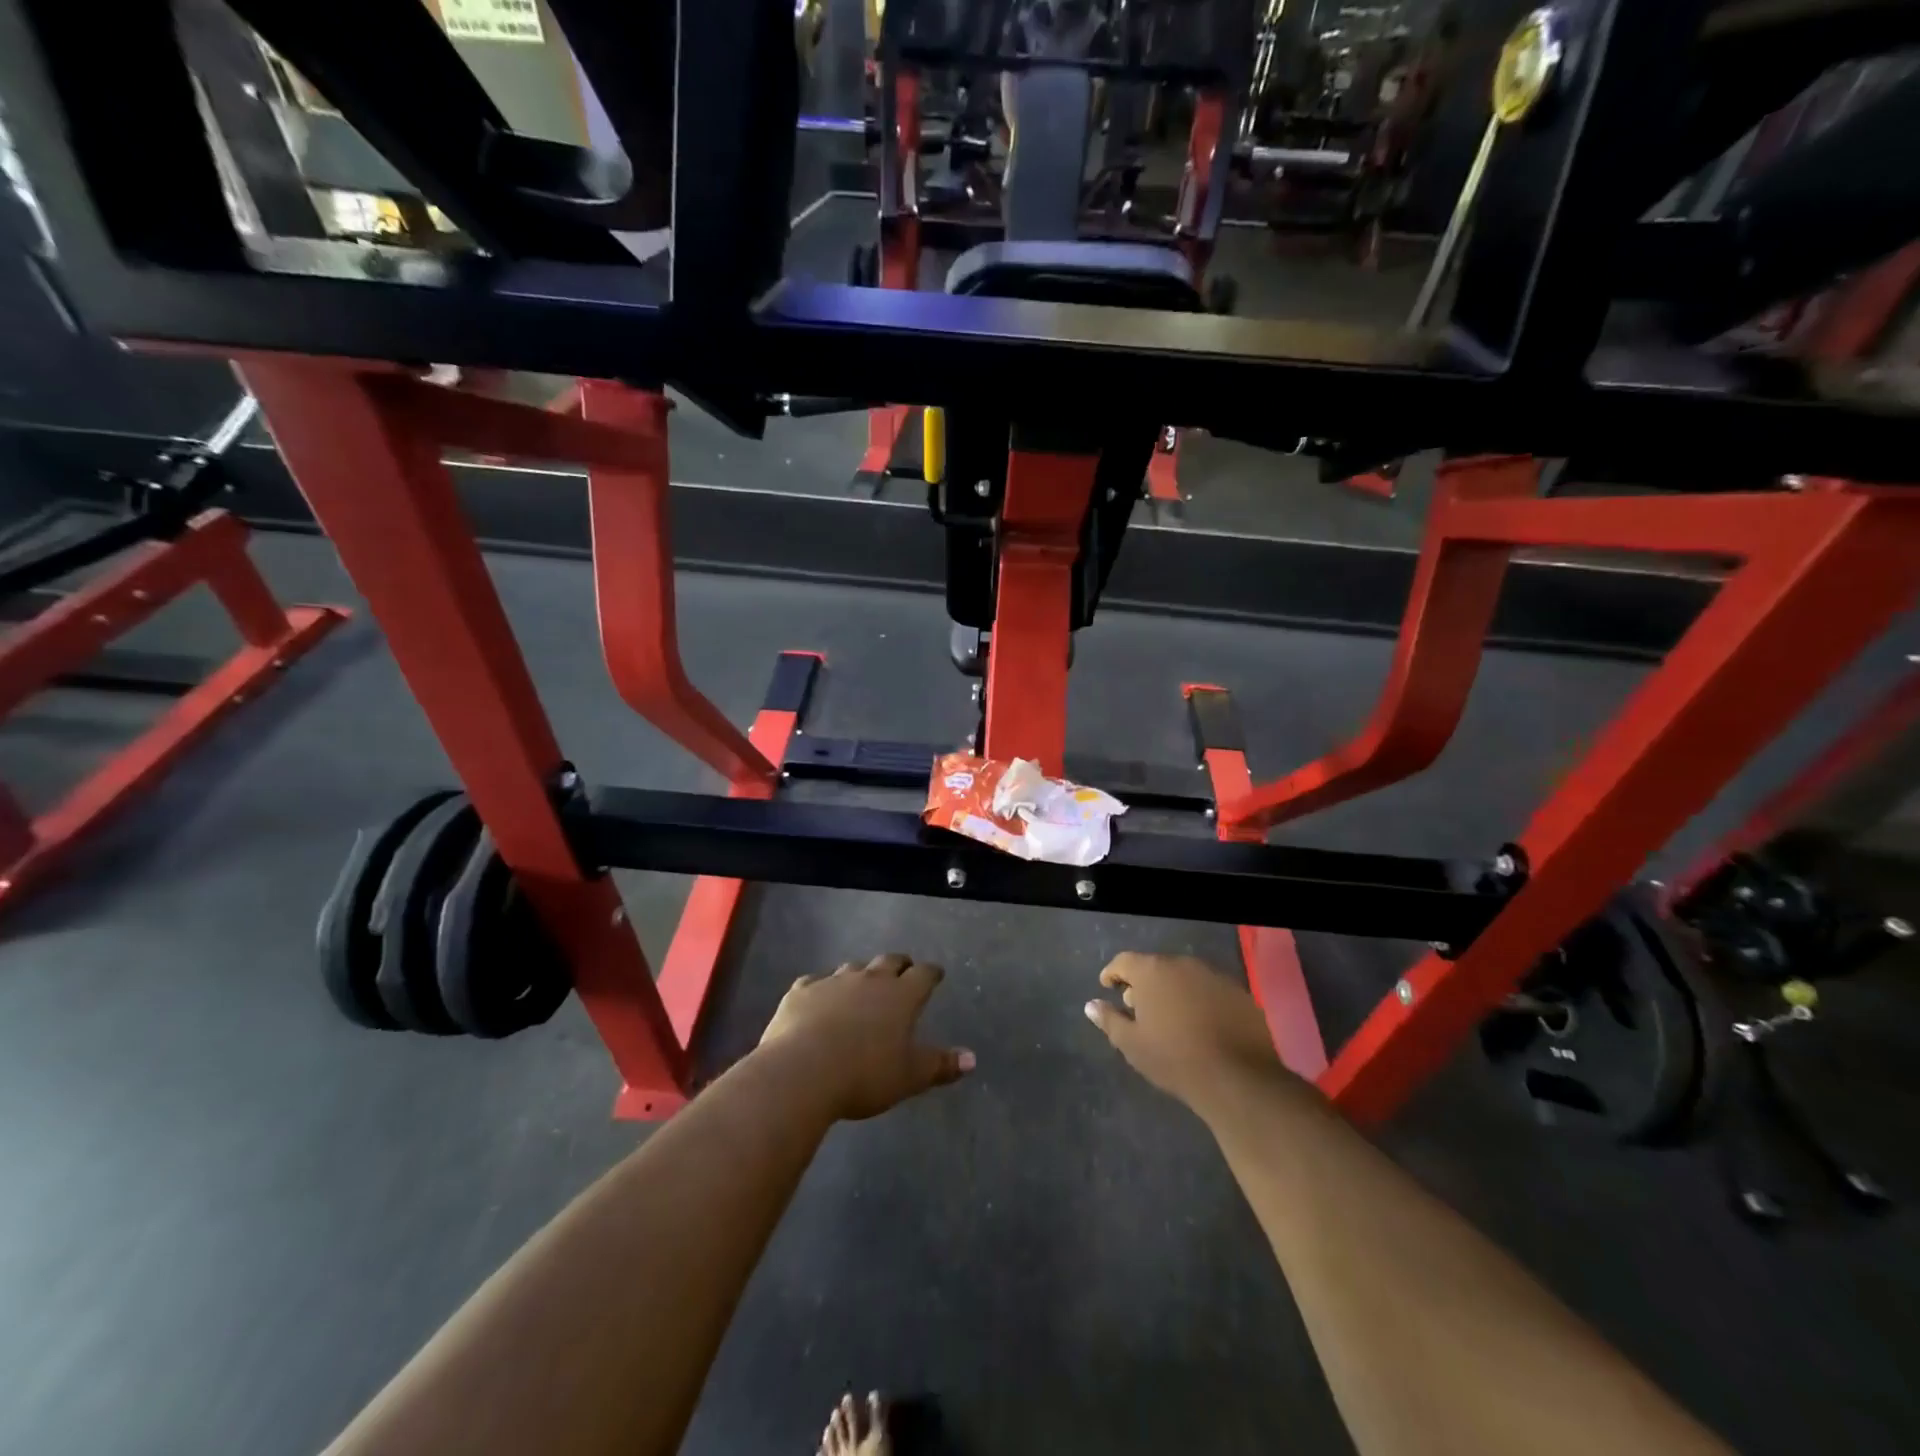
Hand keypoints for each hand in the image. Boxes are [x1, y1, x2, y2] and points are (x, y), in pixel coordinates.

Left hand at [759, 953, 974, 1120]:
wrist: (802, 1071)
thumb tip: (971, 1058)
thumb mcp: (910, 1076)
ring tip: (863, 983)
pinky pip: (815, 982)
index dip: (931, 973)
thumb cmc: (865, 1074)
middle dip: (899, 964)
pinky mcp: (801, 992)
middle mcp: (869, 979)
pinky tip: (818, 996)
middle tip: (904, 969)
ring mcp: (832, 982)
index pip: (923, 975)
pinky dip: (821, 987)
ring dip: (862, 973)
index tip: (936, 973)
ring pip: (853, 968)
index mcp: (900, 996)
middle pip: (889, 962)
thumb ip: (941, 1065)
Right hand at [1085, 953, 1296, 1117]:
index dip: (1113, 973)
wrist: (1238, 1079)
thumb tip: (1091, 1005)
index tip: (1108, 987)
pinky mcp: (1238, 992)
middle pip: (1155, 966)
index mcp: (1152, 971)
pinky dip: (1199, 1000)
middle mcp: (1182, 963)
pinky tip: (1200, 1024)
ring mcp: (1214, 975)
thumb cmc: (1174, 1059)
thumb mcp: (1132, 1044)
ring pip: (1184, 977)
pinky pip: (1209, 989)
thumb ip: (1109, 1020)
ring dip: (1173, 990)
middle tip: (1138, 1008)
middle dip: (1144, 984)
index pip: (1124, 961)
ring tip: (1169, 1018)